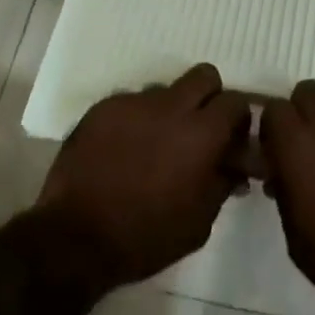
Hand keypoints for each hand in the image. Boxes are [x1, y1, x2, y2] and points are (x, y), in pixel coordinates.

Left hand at [38, 64, 250, 287]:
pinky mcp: (103, 107)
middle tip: (199, 130)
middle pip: (204, 76)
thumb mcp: (199, 222)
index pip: (235, 101)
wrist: (75, 238)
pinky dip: (136, 121)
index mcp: (200, 134)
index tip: (231, 140)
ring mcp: (133, 102)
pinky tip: (124, 151)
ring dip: (169, 111)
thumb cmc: (146, 237)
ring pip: (164, 90)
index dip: (238, 119)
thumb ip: (222, 183)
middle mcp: (170, 106)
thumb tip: (235, 166)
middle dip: (209, 97)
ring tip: (154, 146)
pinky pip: (131, 103)